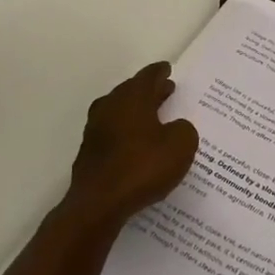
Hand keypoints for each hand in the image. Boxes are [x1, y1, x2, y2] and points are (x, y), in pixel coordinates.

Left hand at [60, 63, 198, 235]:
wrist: (98, 205)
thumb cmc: (142, 167)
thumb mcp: (181, 146)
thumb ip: (184, 129)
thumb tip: (176, 127)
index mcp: (132, 98)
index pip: (148, 76)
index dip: (160, 72)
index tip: (167, 69)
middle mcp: (110, 107)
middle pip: (132, 92)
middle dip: (150, 91)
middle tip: (166, 90)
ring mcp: (95, 130)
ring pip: (120, 112)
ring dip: (137, 112)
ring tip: (155, 118)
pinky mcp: (90, 153)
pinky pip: (114, 134)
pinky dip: (128, 133)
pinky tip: (139, 146)